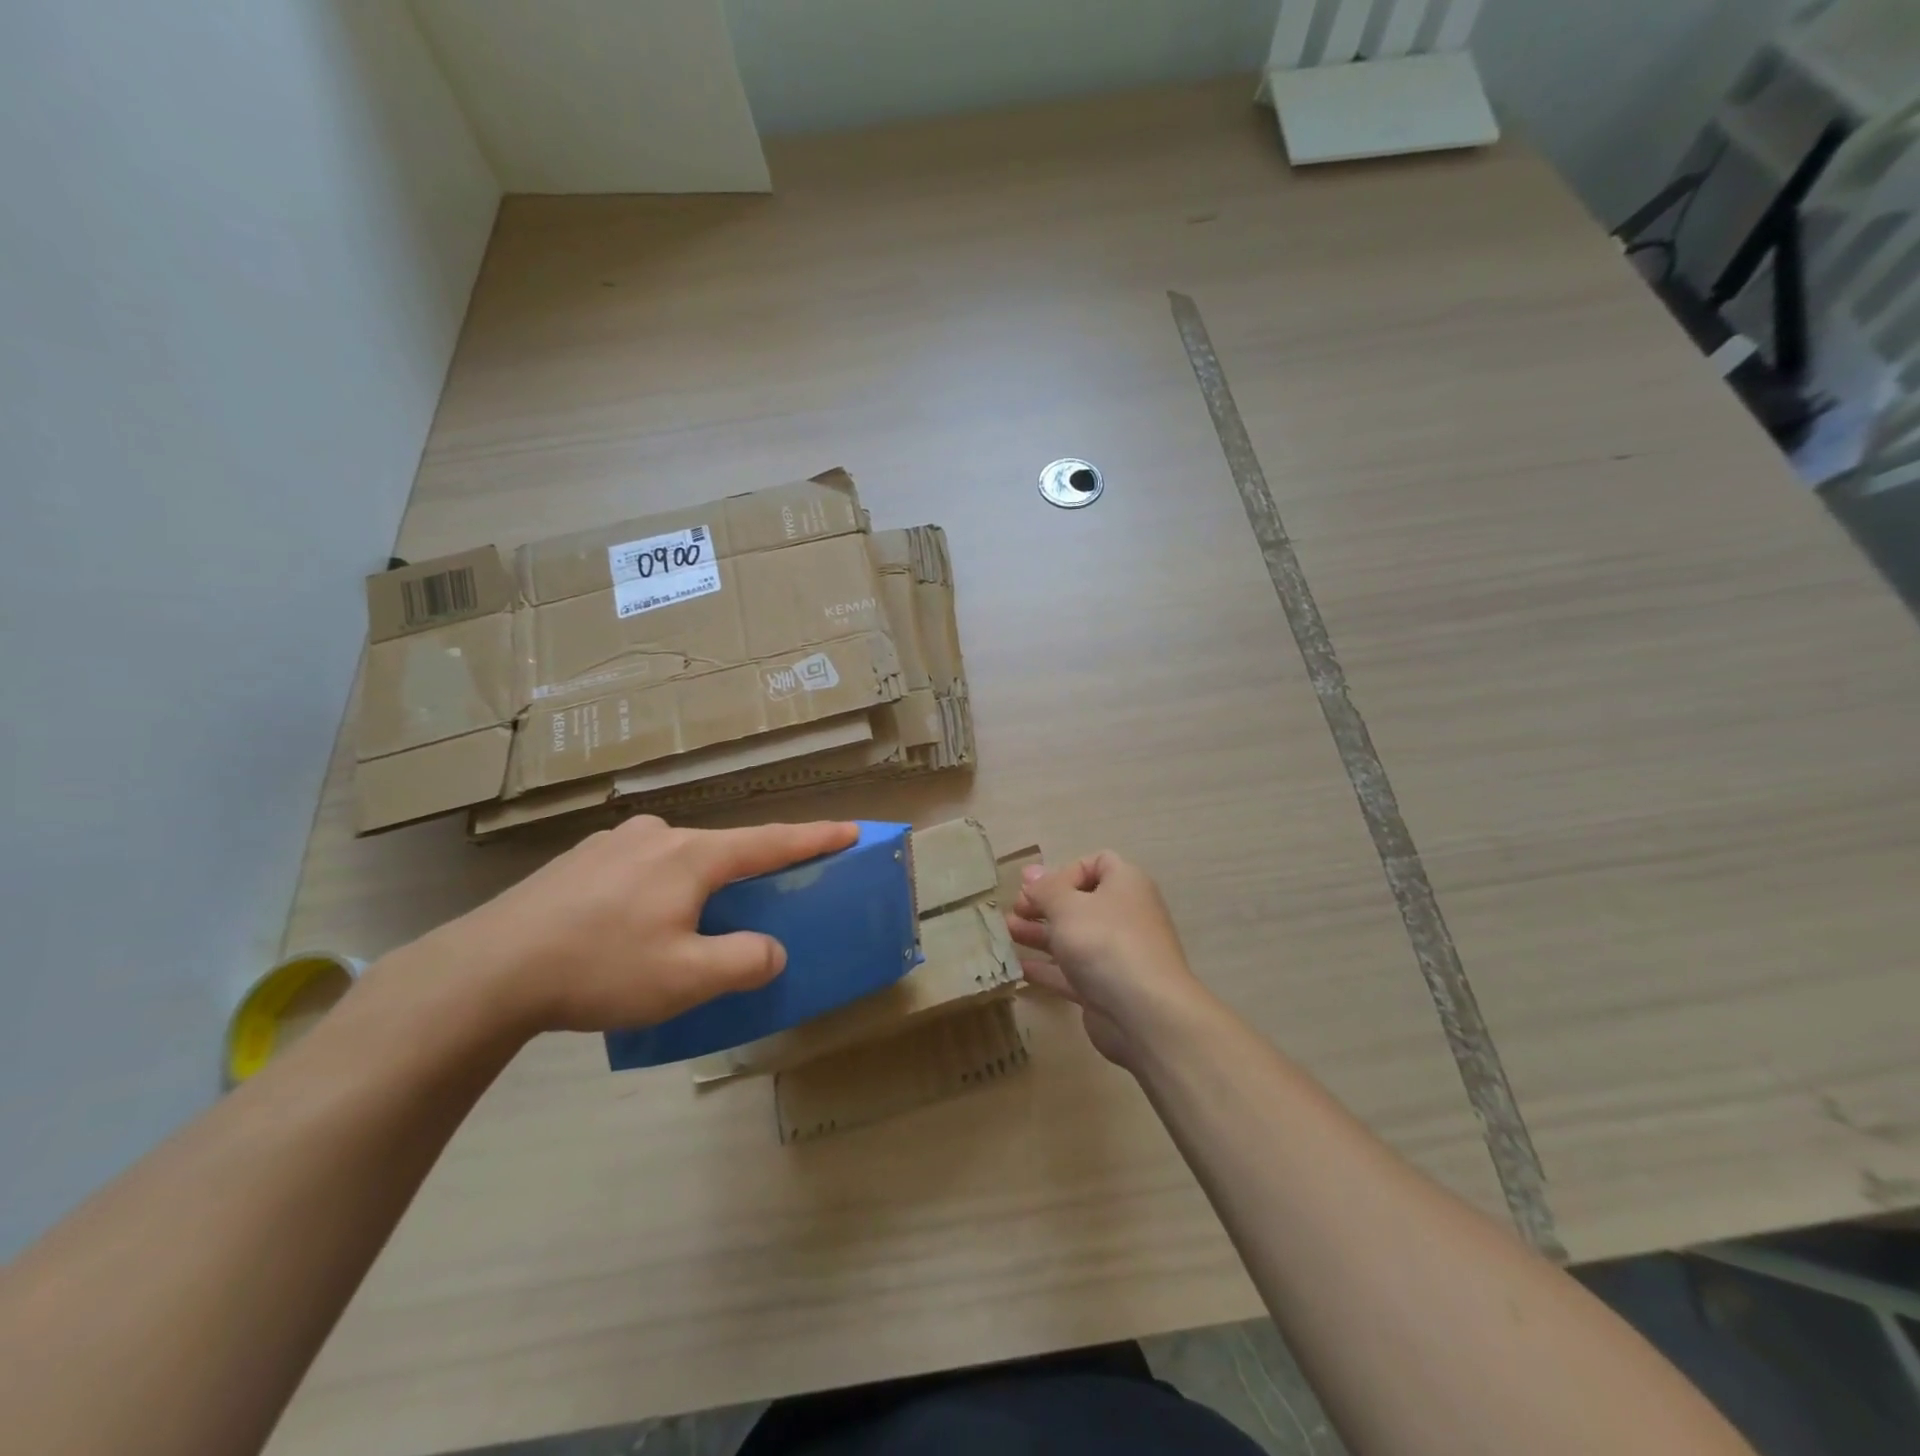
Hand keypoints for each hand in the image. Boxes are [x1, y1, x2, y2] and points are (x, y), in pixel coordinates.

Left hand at [429, 815, 857, 1034]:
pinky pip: (636, 870)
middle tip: (748, 908)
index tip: (851, 829)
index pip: (769, 842)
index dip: (815, 838)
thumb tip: (770, 950)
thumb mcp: (686, 978)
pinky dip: (651, 891)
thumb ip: (743, 961)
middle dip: (741, 875)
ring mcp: (612, 844)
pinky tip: (624, 927)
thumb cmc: (601, 968)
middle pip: (719, 851)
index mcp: (692, 856)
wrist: (488, 970)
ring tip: (674, 931)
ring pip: (674, 860)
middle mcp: (657, 836)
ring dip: (691, 887)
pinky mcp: (578, 861)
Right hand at [1007, 851, 1211, 1070]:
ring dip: (1040, 933)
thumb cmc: (1105, 942)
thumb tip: (1030, 872)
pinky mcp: (1105, 987)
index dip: (1067, 871)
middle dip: (1045, 904)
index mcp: (1125, 885)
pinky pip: (1072, 971)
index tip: (1041, 888)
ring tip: (1007, 933)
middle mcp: (1124, 915)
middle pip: (1081, 902)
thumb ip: (1045, 889)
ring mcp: (1116, 954)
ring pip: (1074, 937)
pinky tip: (1019, 968)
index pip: (1099, 863)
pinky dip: (1048, 968)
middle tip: (1015, 910)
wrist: (1144, 1013)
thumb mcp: (1067, 906)